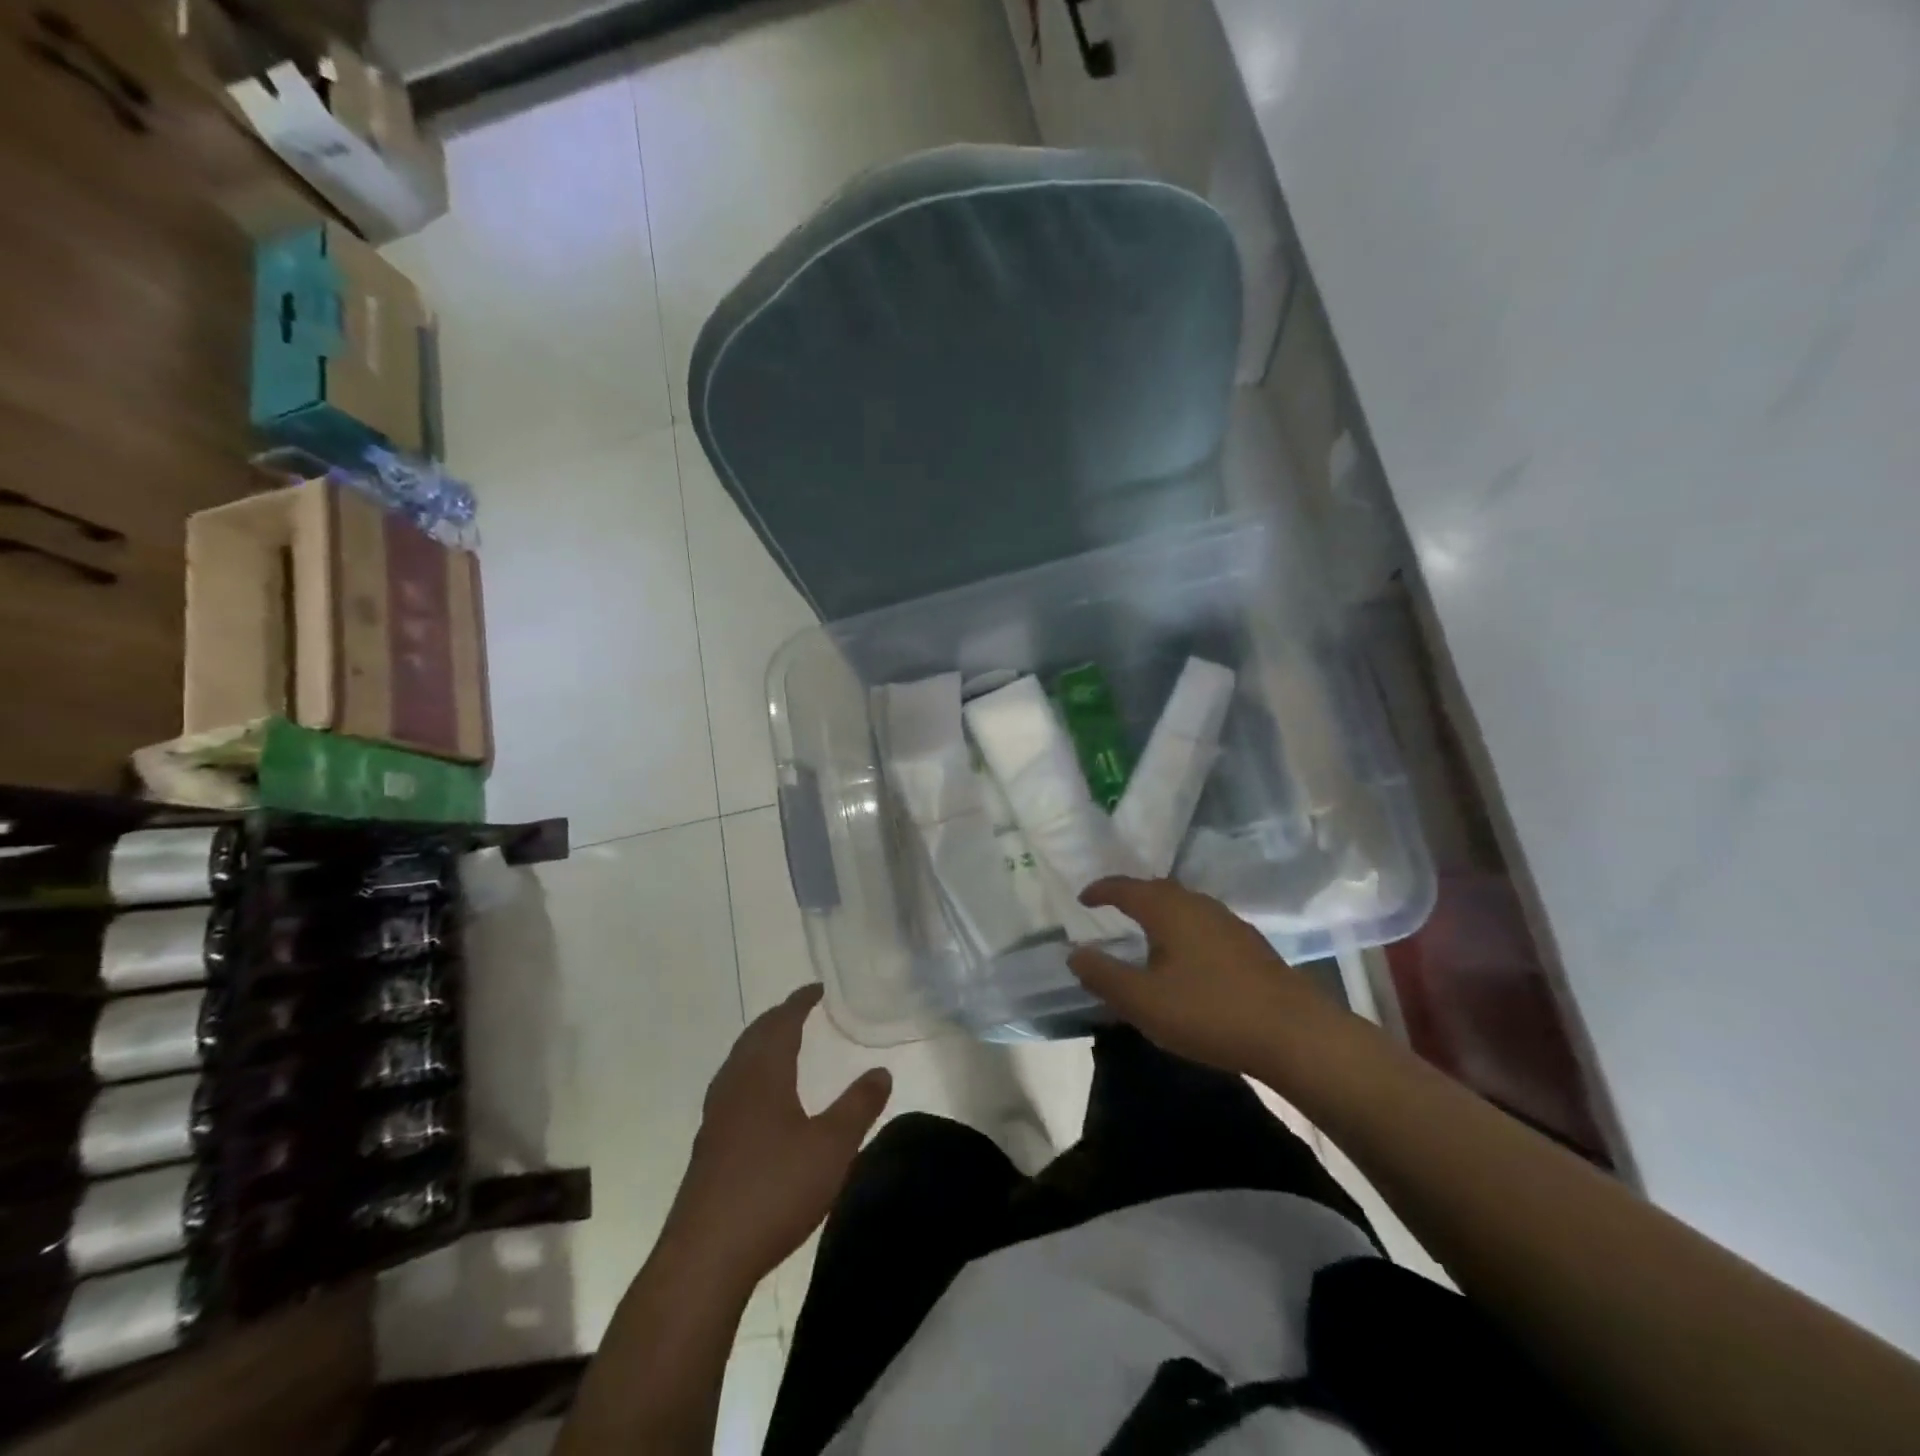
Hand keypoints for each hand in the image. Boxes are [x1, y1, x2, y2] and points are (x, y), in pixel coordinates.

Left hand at [670, 985, 891, 1282]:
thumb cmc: (774, 1190)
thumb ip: (859, 1106)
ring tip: (779, 1044)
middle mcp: (735, 1086)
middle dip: (778, 1018)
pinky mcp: (708, 1147)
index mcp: (763, 1075)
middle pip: (754, 1037)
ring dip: (760, 1044)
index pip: (782, 1023)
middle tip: (800, 1009)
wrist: (705, 1257)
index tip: (816, 988)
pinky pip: (731, 1087)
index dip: (799, 1002)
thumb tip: (882, 1069)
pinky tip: (757, 1100)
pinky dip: (750, 1072)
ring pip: (738, 1062)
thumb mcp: (832, 1147)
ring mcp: (716, 1117)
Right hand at [1067, 877, 1336, 1077]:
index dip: (1101, 890)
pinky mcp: (1250, 944)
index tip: (1083, 898)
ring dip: (1159, 913)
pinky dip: (1183, 930)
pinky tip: (1186, 957)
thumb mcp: (1144, 1001)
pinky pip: (1203, 924)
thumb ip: (1104, 975)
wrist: (1294, 1033)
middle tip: (1111, 910)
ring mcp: (1228, 922)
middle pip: (1157, 890)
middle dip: (1131, 896)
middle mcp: (1198, 904)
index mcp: (1168, 909)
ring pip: (1184, 906)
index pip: (1126, 887)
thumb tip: (1075, 953)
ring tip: (1145, 933)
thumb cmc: (1209, 1012)